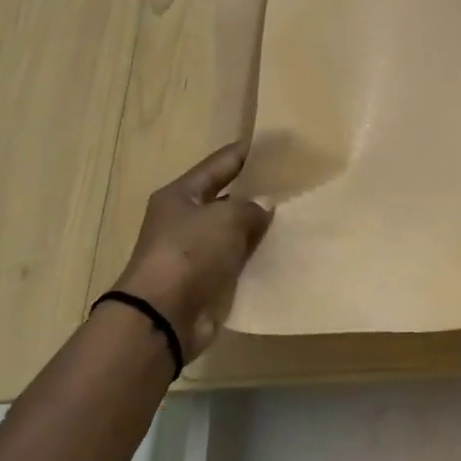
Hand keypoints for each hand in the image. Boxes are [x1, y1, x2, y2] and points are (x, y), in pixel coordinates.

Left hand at [111, 142, 273, 357]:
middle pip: (227, 198)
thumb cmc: (190, 253)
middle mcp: (185, 219)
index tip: (276, 145)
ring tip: (297, 214)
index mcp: (181, 195)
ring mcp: (196, 252)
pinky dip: (257, 255)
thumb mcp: (226, 218)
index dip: (247, 152)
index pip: (220, 164)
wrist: (164, 315)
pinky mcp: (207, 280)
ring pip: (235, 231)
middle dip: (257, 191)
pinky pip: (238, 259)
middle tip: (294, 182)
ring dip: (259, 226)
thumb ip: (251, 207)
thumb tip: (265, 205)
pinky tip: (284, 249)